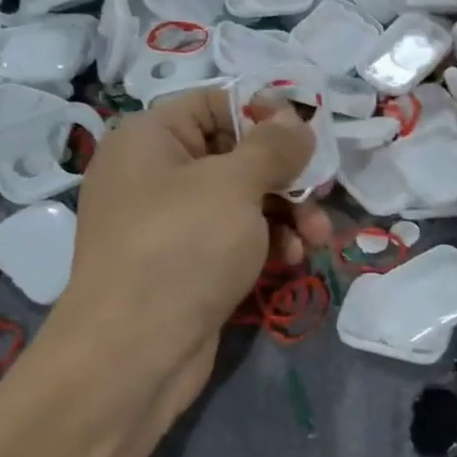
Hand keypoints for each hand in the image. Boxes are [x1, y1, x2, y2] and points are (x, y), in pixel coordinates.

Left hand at [53, 89, 333, 392]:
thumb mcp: (235, 184)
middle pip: (237, 155)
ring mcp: (171, 223)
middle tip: (322, 195)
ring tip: (318, 238)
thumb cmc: (182, 248)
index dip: (265, 114)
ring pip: (244, 200)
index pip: (216, 103)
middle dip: (288, 177)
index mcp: (151, 139)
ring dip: (287, 214)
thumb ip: (274, 146)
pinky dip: (268, 243)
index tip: (308, 136)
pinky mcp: (188, 264)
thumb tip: (296, 120)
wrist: (134, 352)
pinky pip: (236, 237)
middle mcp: (156, 174)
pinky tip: (293, 259)